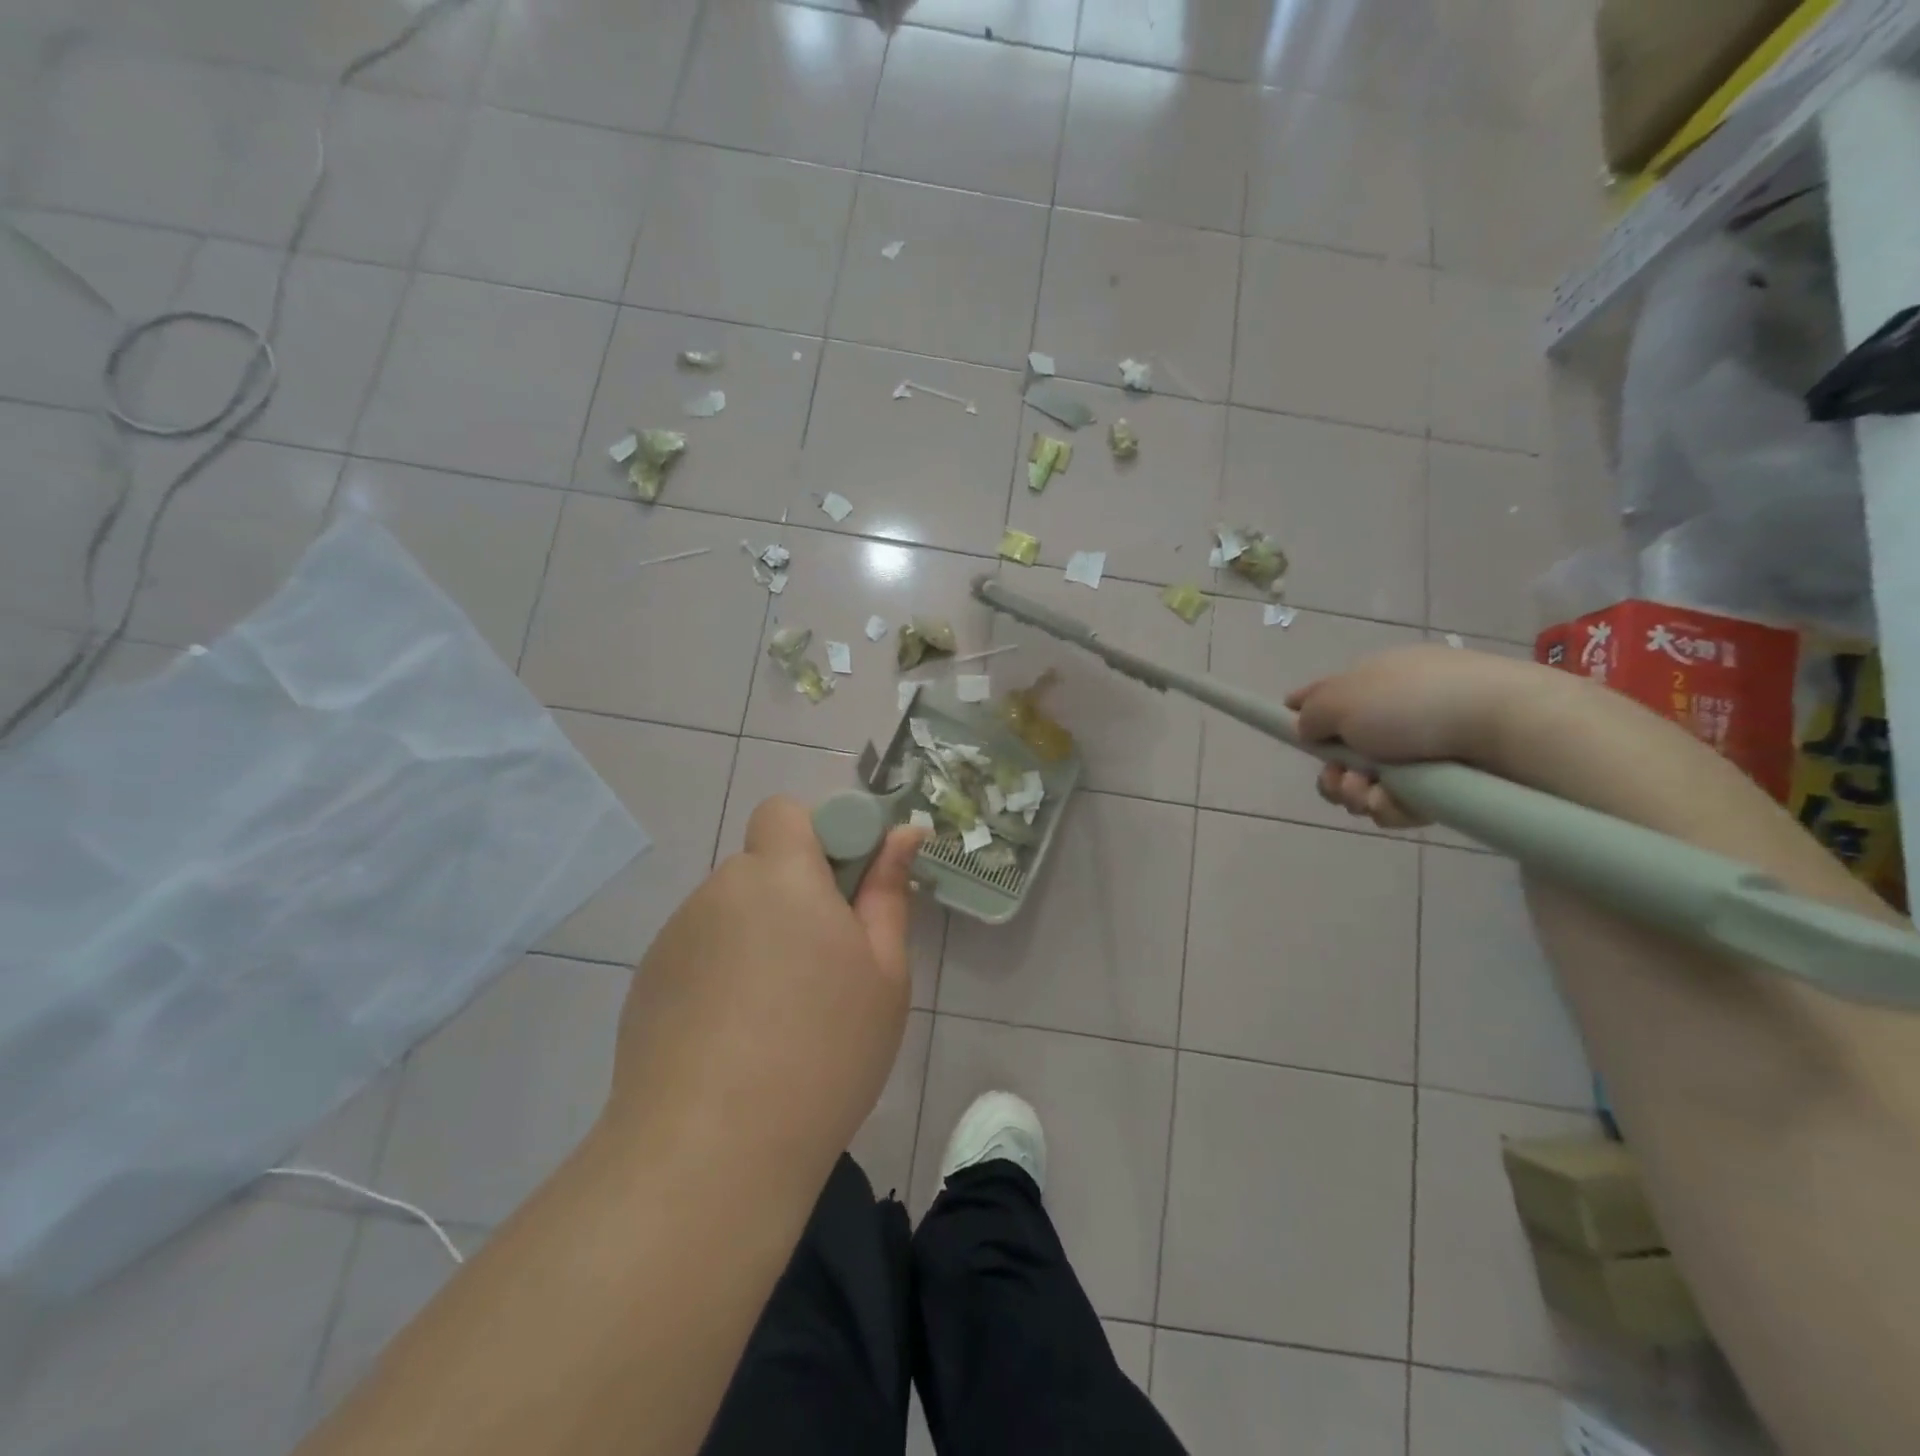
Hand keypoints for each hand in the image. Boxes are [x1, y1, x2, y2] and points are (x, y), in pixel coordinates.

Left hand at [602, 795, 926, 1180]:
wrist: (710, 1155)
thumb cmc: (823, 1051)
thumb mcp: (883, 973)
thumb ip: (888, 892)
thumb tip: (903, 834)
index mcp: (779, 876)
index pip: (786, 812)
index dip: (819, 835)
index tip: (845, 890)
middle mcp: (719, 891)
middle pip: (762, 865)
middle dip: (795, 893)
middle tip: (825, 963)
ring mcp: (675, 938)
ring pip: (731, 911)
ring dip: (759, 935)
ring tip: (780, 1015)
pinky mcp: (647, 983)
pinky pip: (700, 953)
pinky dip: (723, 972)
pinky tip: (736, 1039)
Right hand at [1286, 644, 1548, 830]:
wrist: (1509, 728)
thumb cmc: (1413, 704)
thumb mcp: (1340, 698)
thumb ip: (1309, 715)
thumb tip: (1307, 728)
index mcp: (1374, 681)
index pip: (1326, 696)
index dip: (1303, 716)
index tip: (1295, 734)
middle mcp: (1397, 712)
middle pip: (1342, 752)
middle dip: (1334, 773)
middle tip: (1342, 780)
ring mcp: (1424, 748)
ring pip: (1368, 783)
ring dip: (1358, 794)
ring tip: (1372, 795)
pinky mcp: (1448, 782)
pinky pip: (1402, 802)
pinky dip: (1392, 807)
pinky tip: (1398, 805)